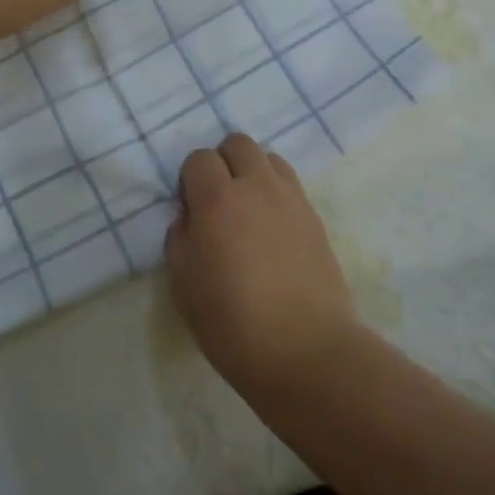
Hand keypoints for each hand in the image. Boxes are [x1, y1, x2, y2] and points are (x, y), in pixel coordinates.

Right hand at [165, 133, 359, 396]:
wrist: (305, 351)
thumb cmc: (232, 323)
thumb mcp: (184, 284)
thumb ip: (179, 238)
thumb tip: (190, 216)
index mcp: (217, 199)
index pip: (199, 158)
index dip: (190, 180)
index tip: (191, 210)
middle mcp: (256, 186)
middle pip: (237, 143)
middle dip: (222, 162)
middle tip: (218, 201)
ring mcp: (291, 198)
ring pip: (268, 157)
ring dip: (252, 172)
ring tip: (248, 210)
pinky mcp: (315, 216)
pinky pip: (290, 184)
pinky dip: (275, 192)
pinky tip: (272, 228)